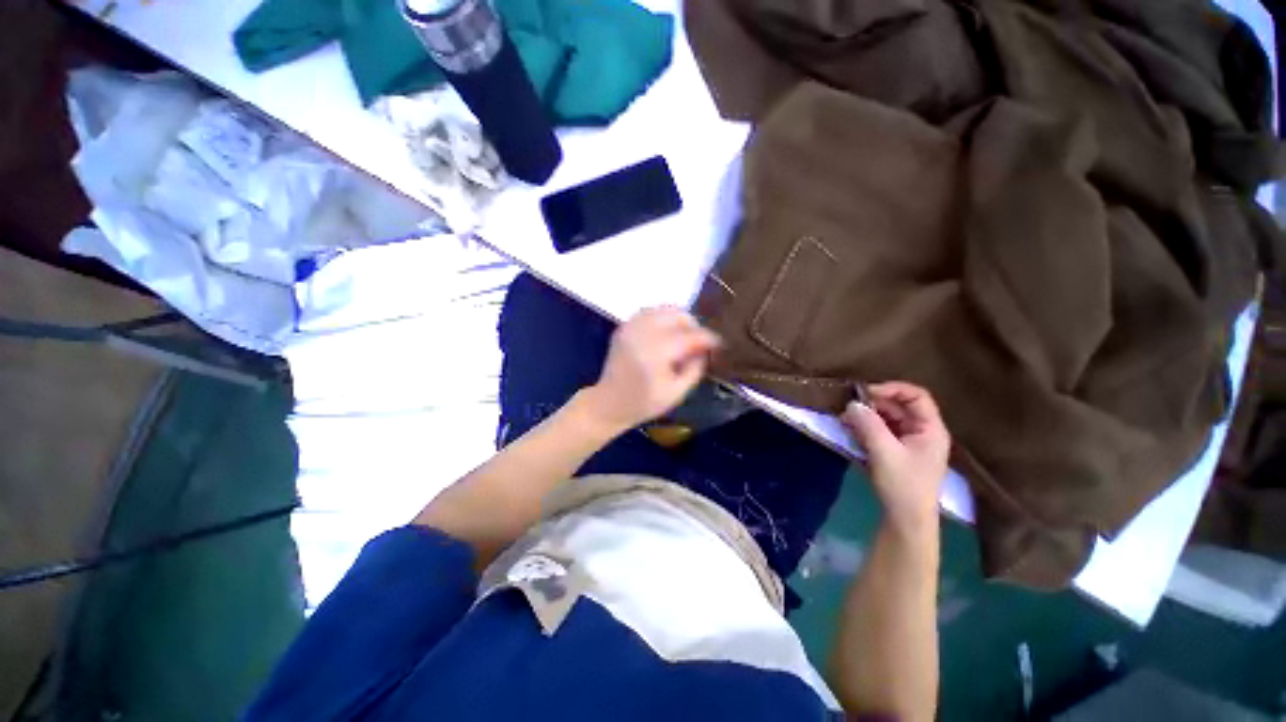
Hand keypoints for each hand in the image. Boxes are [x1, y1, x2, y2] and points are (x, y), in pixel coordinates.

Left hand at [582, 307, 720, 433]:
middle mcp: (642, 334)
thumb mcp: (677, 393)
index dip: (708, 338)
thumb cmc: (644, 403)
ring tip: (684, 336)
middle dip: (694, 325)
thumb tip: (705, 349)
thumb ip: (695, 368)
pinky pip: (650, 312)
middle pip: (677, 315)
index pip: (689, 336)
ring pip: (664, 309)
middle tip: (699, 341)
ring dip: (679, 319)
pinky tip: (667, 332)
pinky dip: (663, 317)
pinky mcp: (624, 326)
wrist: (609, 402)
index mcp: (655, 354)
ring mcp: (630, 327)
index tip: (718, 344)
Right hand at [841, 382, 950, 534]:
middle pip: (898, 406)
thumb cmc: (903, 486)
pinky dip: (865, 428)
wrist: (906, 521)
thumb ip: (869, 425)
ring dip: (865, 417)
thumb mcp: (884, 453)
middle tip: (847, 409)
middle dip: (872, 405)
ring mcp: (908, 442)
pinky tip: (849, 431)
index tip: (865, 393)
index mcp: (930, 429)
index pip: (915, 396)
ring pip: (886, 418)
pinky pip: (880, 431)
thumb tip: (852, 403)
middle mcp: (921, 432)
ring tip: (843, 421)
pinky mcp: (896, 451)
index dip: (891, 389)